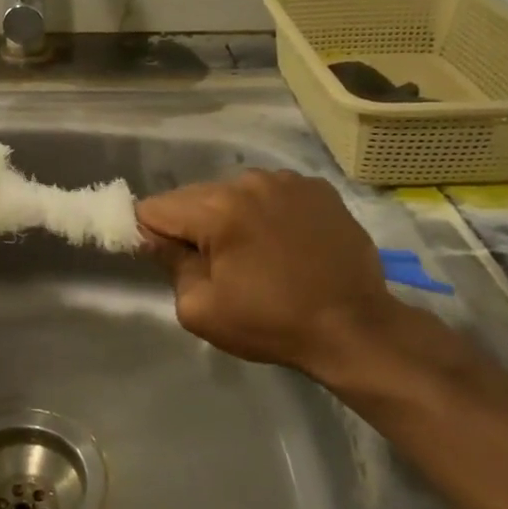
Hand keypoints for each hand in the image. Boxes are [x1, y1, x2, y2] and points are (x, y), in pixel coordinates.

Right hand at [137, 170, 418, 388]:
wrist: (356, 328)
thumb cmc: (272, 323)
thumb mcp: (201, 310)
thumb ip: (170, 265)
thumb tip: (158, 239)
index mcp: (216, 209)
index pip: (155, 207)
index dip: (151, 234)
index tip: (169, 260)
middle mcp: (248, 181)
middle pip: (193, 196)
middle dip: (192, 225)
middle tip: (214, 264)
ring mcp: (286, 181)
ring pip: (232, 191)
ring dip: (230, 216)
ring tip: (253, 253)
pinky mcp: (317, 188)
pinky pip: (271, 192)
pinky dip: (266, 211)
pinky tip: (284, 242)